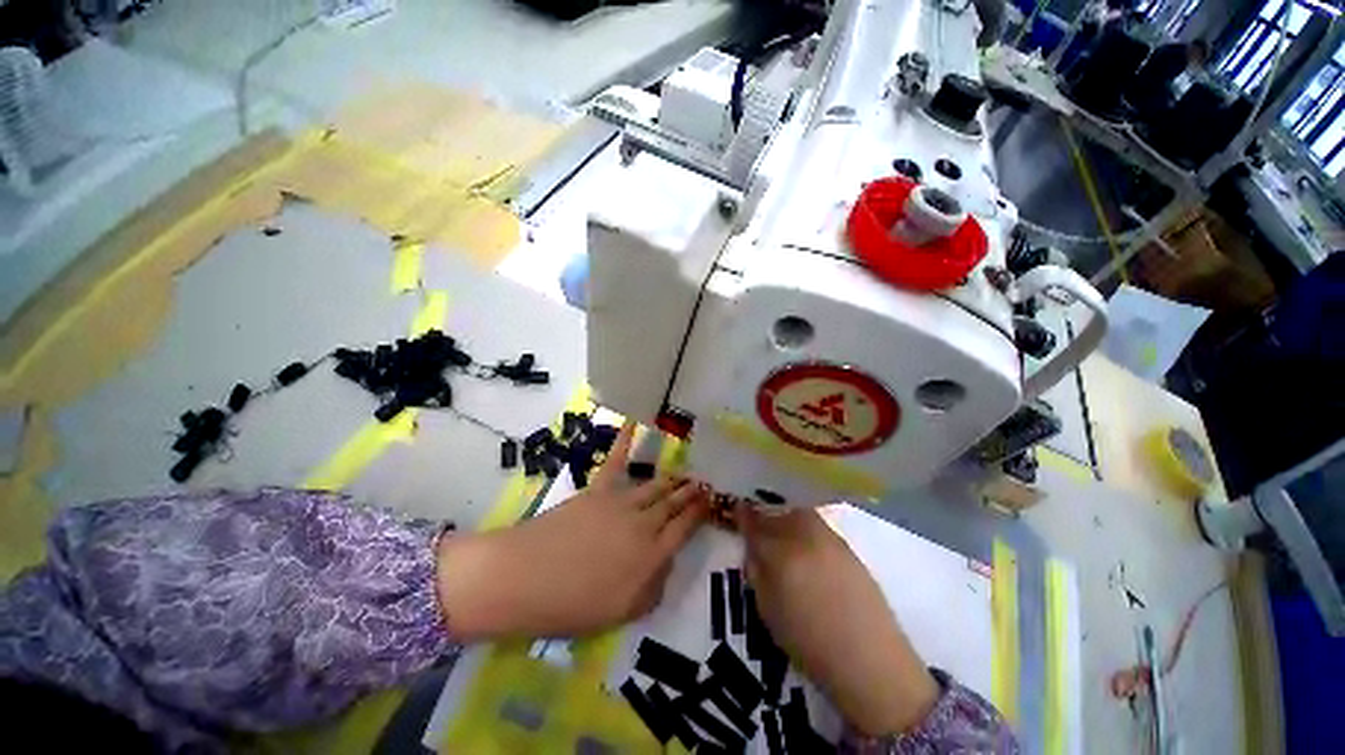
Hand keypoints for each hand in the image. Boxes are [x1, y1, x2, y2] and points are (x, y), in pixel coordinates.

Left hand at [436, 423, 709, 639]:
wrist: (523, 579)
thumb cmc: (570, 606)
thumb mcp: (620, 614)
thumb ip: (653, 589)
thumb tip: (667, 563)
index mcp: (651, 556)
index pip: (685, 529)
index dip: (700, 513)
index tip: (711, 501)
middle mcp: (643, 524)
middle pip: (673, 504)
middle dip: (691, 493)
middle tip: (705, 482)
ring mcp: (620, 503)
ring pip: (655, 486)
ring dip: (672, 478)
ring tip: (686, 472)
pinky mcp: (598, 490)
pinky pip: (615, 462)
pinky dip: (625, 441)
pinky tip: (634, 423)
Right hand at [740, 506, 939, 735]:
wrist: (870, 660)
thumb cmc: (809, 644)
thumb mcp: (768, 612)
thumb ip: (757, 573)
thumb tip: (753, 550)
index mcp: (781, 555)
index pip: (755, 525)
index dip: (744, 516)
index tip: (737, 509)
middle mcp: (804, 538)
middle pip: (779, 513)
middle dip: (767, 516)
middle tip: (761, 528)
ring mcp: (829, 539)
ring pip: (801, 515)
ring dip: (787, 519)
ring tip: (784, 536)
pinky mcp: (849, 547)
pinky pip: (819, 526)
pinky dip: (807, 529)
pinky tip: (808, 547)